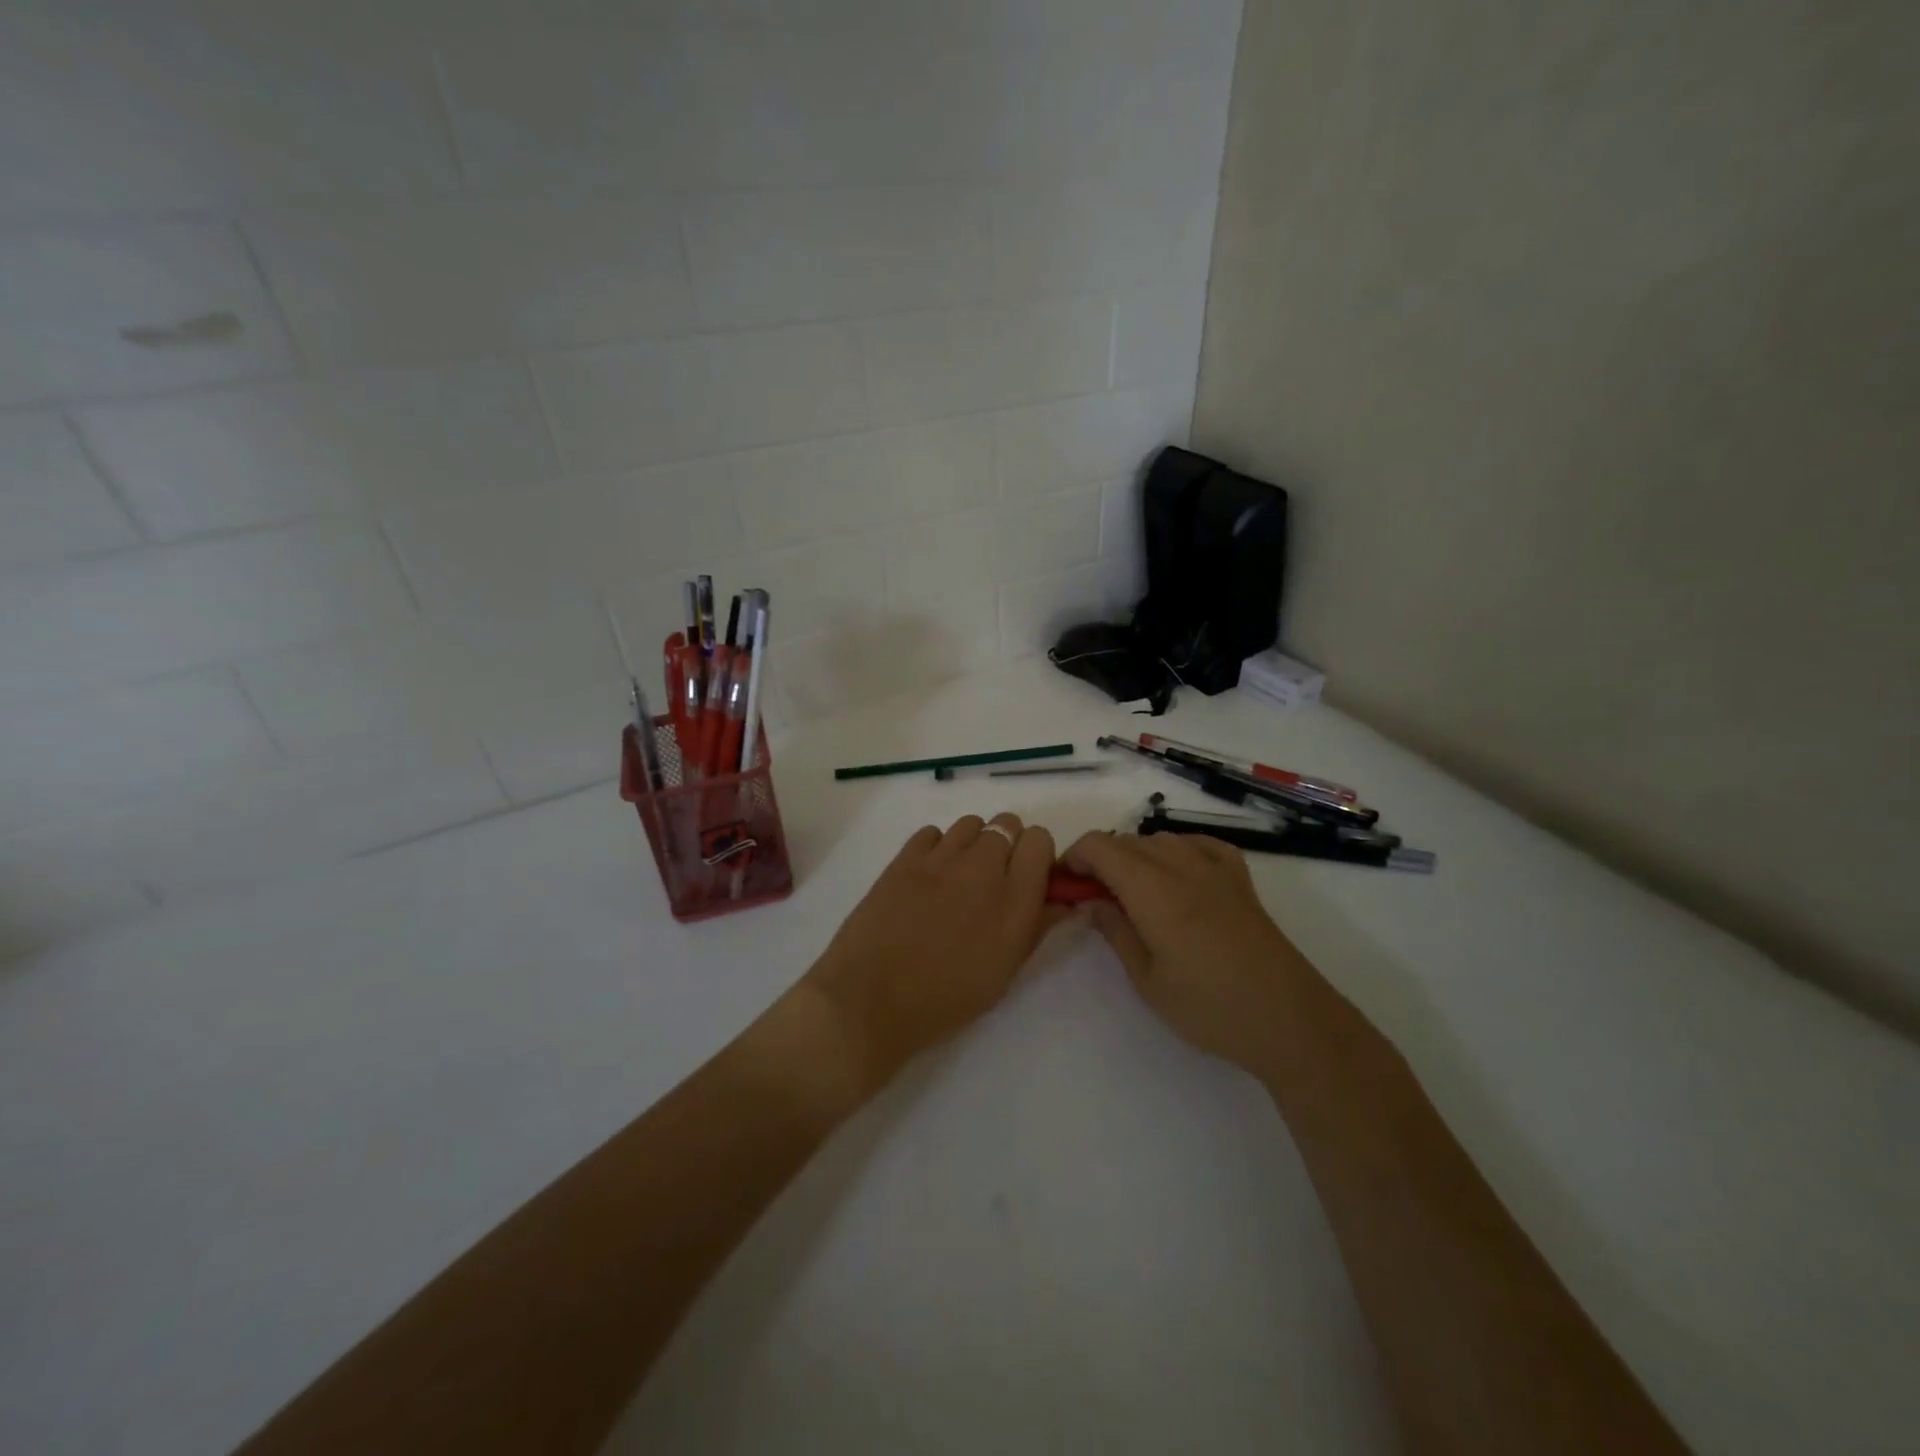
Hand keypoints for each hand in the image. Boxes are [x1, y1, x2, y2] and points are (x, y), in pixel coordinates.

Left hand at [805, 814, 1059, 1091]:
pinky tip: (928, 877)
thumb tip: (1062, 901)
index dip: (1037, 856)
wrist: (871, 999)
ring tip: (959, 877)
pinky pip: (933, 832)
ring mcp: (941, 858)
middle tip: (993, 880)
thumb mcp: (1004, 973)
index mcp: (1015, 900)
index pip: (1041, 840)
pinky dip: (937, 847)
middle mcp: (983, 868)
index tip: (1028, 878)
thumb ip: (1036, 928)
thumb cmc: (945, 999)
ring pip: (971, 823)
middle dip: (1008, 846)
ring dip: (973, 843)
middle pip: (1008, 824)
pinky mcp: (905, 857)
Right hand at [1060, 830, 1313, 1074]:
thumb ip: (1115, 931)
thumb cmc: (1210, 1007)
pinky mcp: (1240, 878)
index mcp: (1152, 889)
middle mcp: (1181, 865)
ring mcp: (1215, 868)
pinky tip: (1176, 875)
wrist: (1288, 1019)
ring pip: (1160, 839)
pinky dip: (1176, 850)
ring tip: (1132, 895)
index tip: (1065, 885)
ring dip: (1135, 856)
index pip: (1099, 846)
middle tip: (1093, 899)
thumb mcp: (1147, 979)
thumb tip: (1091, 901)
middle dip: (1100, 860)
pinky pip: (1198, 844)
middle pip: (1126, 841)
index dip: (1074, 857)